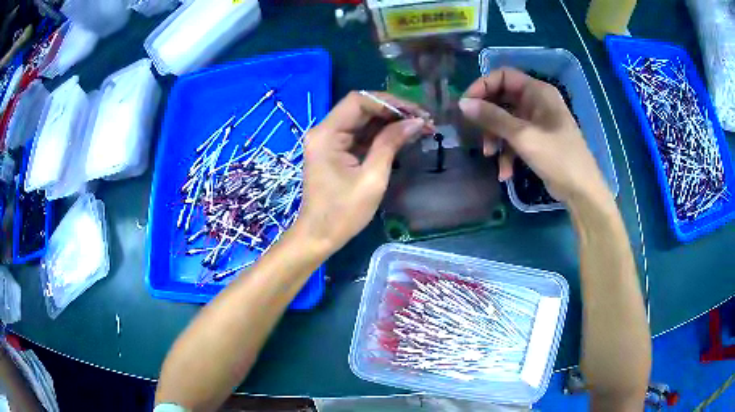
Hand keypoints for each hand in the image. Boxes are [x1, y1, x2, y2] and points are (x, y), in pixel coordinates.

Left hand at [294, 91, 425, 252]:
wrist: (319, 236)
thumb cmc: (343, 213)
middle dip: (394, 111)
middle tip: (423, 119)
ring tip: (420, 127)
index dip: (389, 102)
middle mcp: (325, 131)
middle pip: (361, 108)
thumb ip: (391, 143)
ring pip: (363, 120)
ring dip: (390, 122)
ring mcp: (329, 140)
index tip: (415, 112)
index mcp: (327, 134)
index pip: (358, 101)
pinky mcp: (336, 150)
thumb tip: (416, 122)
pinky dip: (381, 134)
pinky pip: (360, 134)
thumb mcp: (372, 178)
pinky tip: (403, 136)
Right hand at [459, 68, 609, 203]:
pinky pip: (515, 138)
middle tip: (475, 132)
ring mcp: (537, 122)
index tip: (466, 105)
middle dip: (488, 117)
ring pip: (506, 121)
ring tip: (490, 156)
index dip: (482, 86)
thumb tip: (463, 103)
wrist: (581, 191)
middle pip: (503, 99)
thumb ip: (492, 117)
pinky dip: (507, 153)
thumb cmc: (557, 157)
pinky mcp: (537, 140)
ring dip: (495, 138)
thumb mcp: (523, 136)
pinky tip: (505, 173)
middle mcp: (537, 102)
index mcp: (538, 91)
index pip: (503, 76)